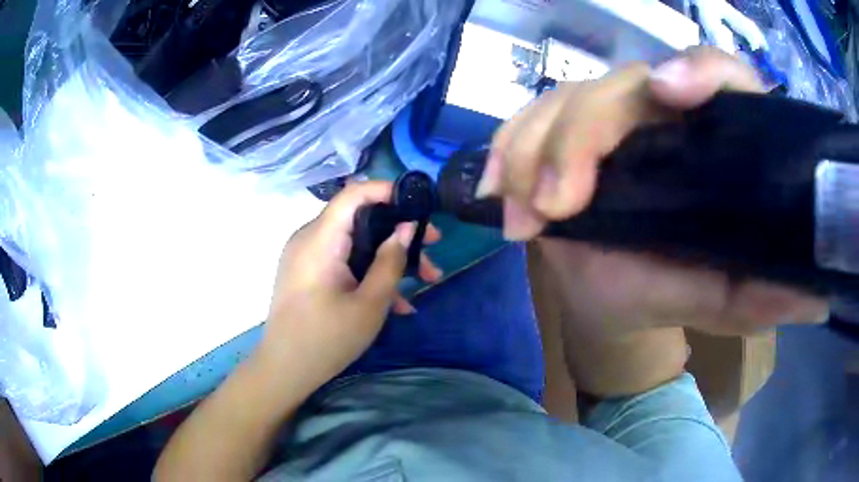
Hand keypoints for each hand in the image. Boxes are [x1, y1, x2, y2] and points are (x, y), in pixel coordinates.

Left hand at [260, 181, 441, 384]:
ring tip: (425, 281)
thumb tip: (407, 228)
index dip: (387, 191)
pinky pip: (342, 260)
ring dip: (388, 258)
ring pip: (354, 242)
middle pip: (359, 219)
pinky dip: (367, 272)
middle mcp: (309, 238)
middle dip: (398, 233)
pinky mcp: (307, 271)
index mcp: (320, 240)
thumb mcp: (369, 304)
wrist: (285, 369)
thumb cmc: (326, 339)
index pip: (353, 194)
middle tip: (433, 248)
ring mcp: (306, 255)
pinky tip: (397, 301)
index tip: (419, 206)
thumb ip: (390, 262)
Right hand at [481, 47, 827, 335]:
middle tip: (556, 208)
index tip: (668, 93)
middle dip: (581, 136)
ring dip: (533, 149)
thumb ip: (761, 296)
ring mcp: (609, 116)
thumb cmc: (670, 291)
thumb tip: (819, 294)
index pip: (720, 74)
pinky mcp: (563, 130)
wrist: (612, 297)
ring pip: (565, 98)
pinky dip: (506, 150)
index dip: (700, 70)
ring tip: (521, 216)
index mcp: (713, 140)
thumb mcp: (719, 301)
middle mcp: (663, 113)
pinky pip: (526, 119)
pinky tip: (495, 190)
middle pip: (622, 84)